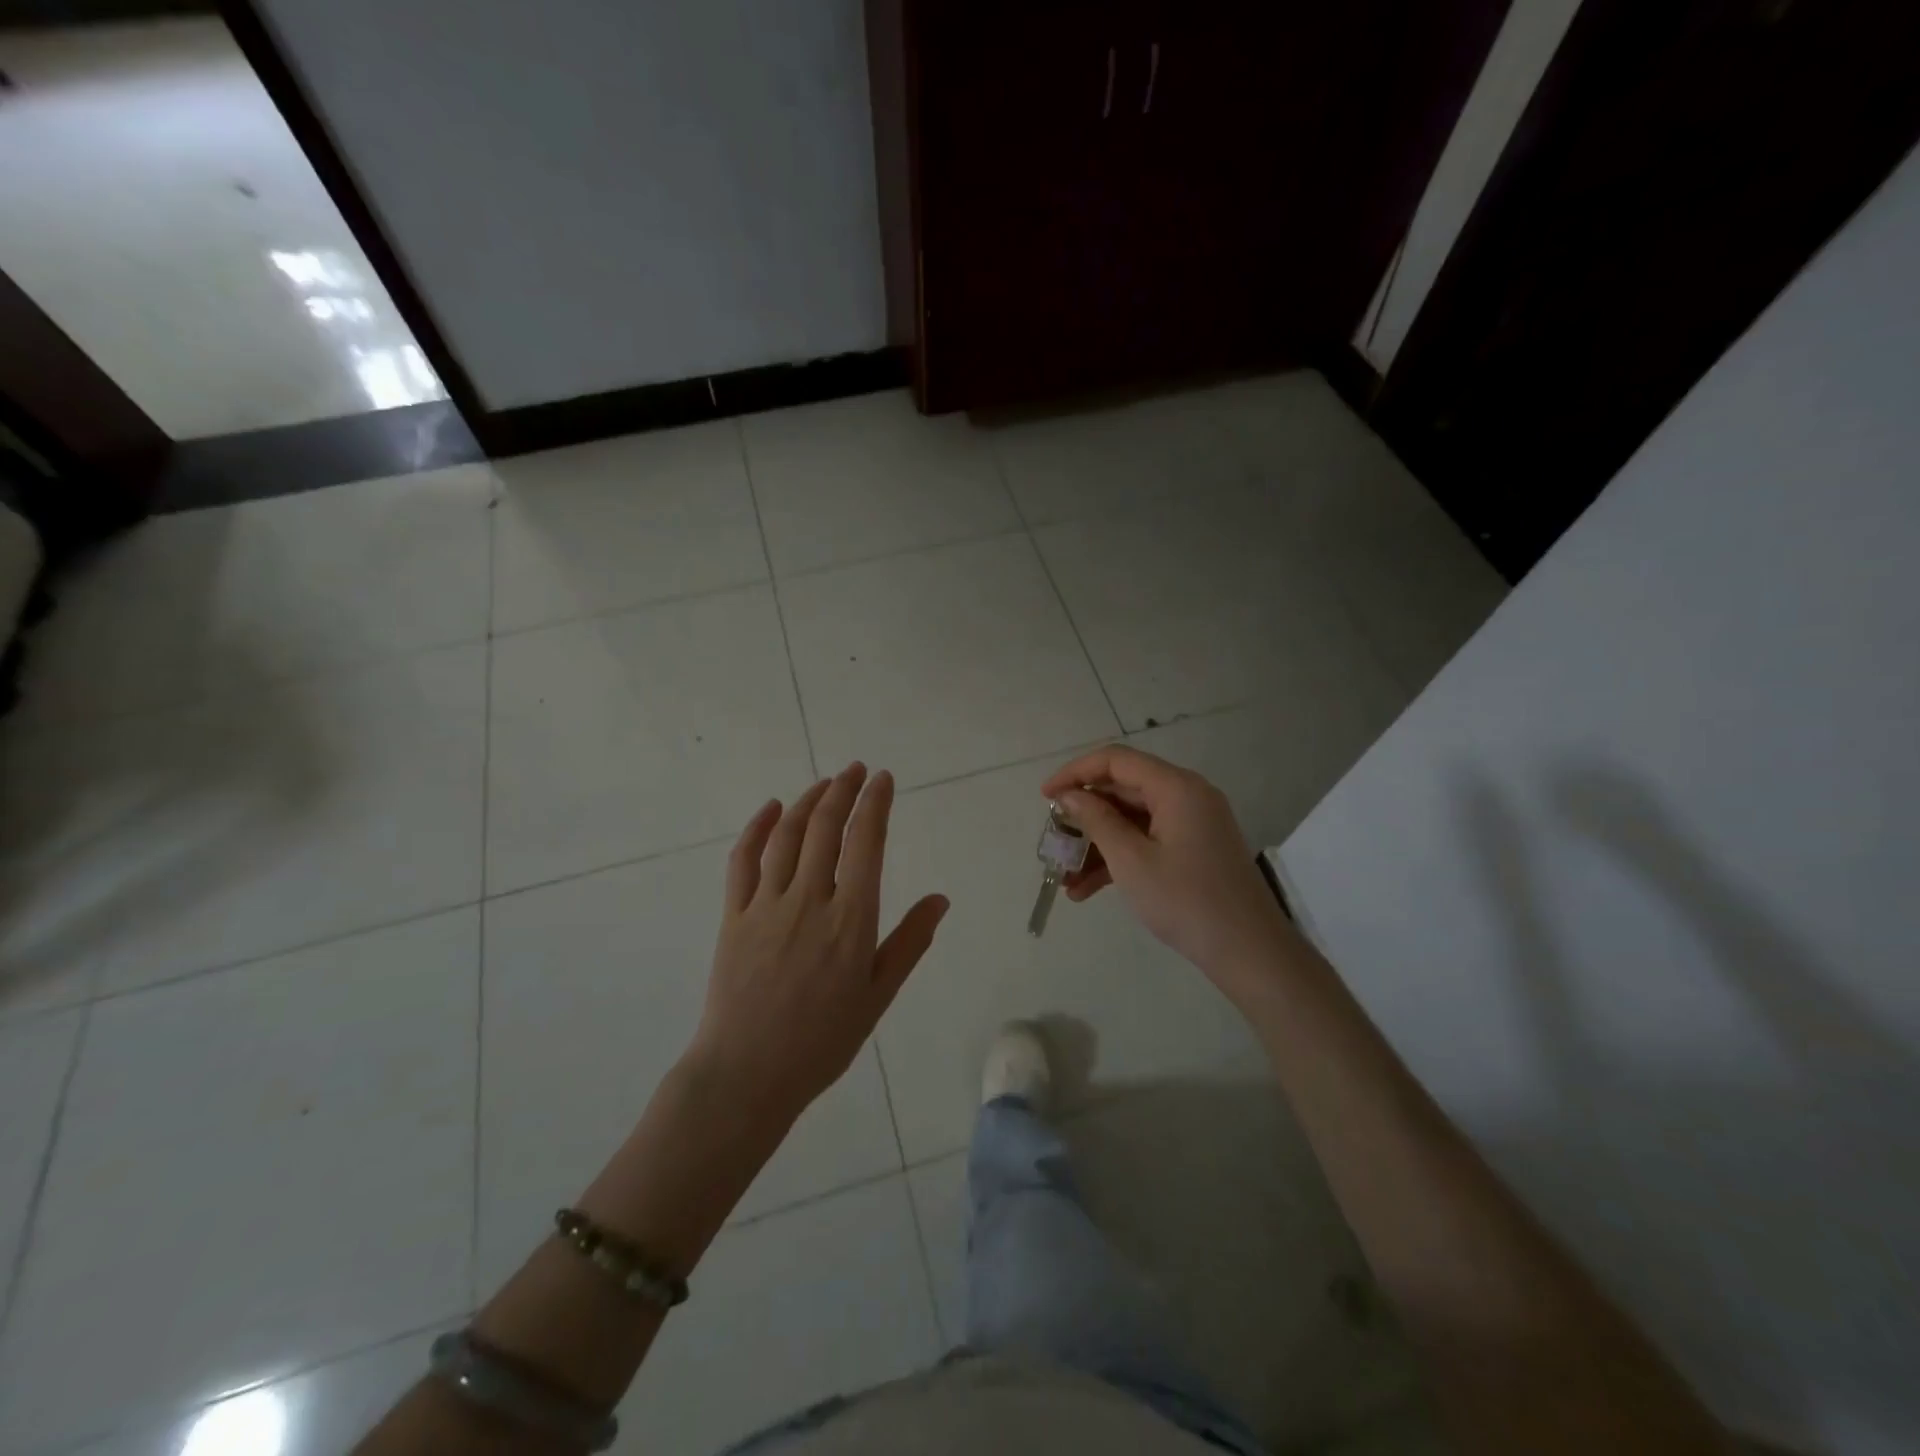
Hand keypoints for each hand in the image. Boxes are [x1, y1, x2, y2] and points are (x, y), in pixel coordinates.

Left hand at [687, 763, 947, 1128]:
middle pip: (827, 828)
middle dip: (844, 790)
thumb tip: (939, 898)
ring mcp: (766, 904)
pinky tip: (771, 808)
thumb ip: (909, 943)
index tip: (883, 779)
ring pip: (788, 835)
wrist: (746, 1075)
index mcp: (851, 920)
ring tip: (825, 783)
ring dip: (808, 801)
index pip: (866, 843)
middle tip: (856, 769)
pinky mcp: (733, 916)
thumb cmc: (822, 1041)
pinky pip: (743, 860)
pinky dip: (757, 828)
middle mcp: (809, 900)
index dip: (875, 804)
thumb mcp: (878, 996)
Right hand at [1042, 745, 1296, 992]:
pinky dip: (1120, 858)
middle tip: (1054, 839)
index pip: (1116, 760)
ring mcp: (1193, 823)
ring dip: (1098, 844)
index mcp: (1176, 787)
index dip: (1075, 773)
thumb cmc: (1185, 900)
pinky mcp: (1194, 849)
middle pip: (1124, 789)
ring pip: (1132, 820)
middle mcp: (1187, 795)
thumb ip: (1096, 820)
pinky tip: (1088, 890)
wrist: (1249, 952)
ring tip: (1065, 877)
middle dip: (1084, 815)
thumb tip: (1068, 795)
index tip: (1044, 797)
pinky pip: (1148, 840)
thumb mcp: (1131, 860)